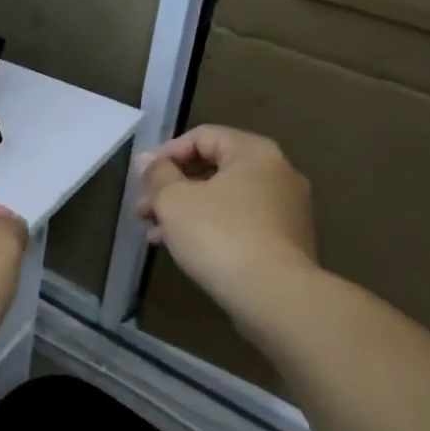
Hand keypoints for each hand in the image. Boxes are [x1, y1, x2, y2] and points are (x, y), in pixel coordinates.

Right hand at [133, 126, 318, 320]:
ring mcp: (287, 209)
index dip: (166, 153)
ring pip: (225, 200)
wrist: (273, 294)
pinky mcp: (286, 242)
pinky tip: (184, 250)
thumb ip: (157, 175)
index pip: (204, 136)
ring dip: (186, 212)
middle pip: (214, 169)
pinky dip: (210, 229)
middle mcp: (278, 173)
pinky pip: (240, 224)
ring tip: (154, 234)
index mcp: (254, 153)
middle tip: (142, 210)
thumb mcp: (175, 201)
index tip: (142, 179)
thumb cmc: (219, 235)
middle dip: (172, 188)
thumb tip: (147, 160)